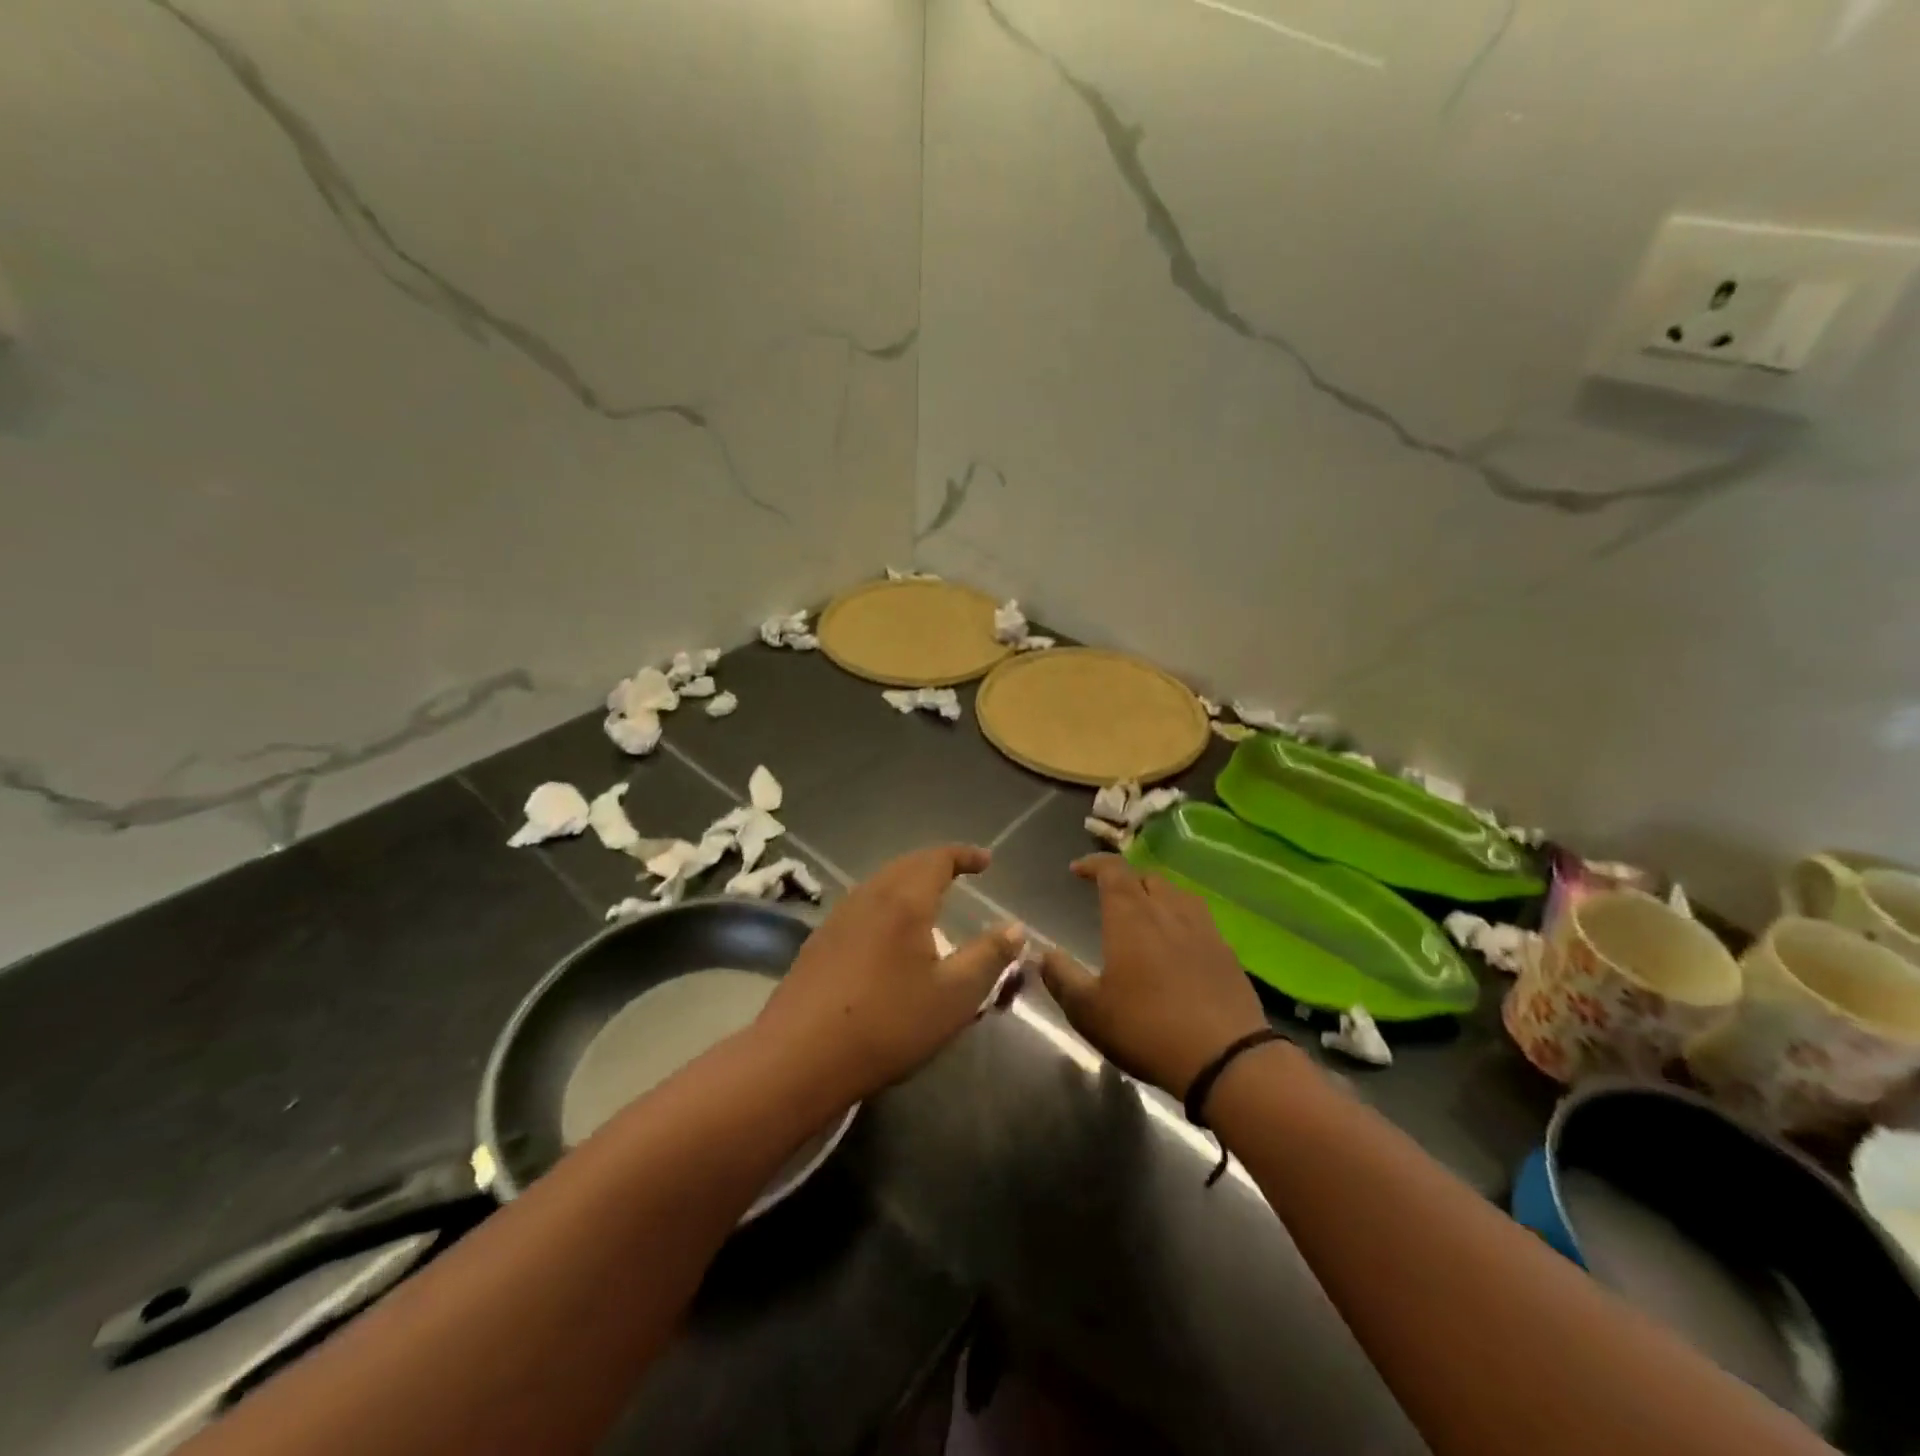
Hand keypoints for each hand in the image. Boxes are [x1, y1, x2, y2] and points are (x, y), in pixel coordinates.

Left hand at [755, 845, 1023, 1104]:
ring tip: (930, 901)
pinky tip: (890, 934)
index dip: (965, 855)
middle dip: (937, 864)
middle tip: (960, 873)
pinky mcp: (820, 941)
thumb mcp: (954, 995)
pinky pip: (863, 905)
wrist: (799, 1056)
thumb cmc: (888, 1023)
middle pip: (907, 864)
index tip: (986, 862)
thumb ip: (989, 956)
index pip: (938, 858)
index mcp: (905, 899)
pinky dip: (888, 903)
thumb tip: (1015, 927)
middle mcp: (869, 895)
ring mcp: (839, 917)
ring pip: (881, 883)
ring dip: (909, 882)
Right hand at [1040, 854, 1268, 1097]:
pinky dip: (1182, 921)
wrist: (1225, 1059)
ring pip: (1178, 895)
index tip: (1076, 870)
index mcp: (1131, 916)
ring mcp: (1203, 930)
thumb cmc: (1146, 1028)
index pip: (1112, 870)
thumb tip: (1043, 953)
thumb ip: (1062, 978)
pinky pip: (1200, 920)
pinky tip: (1178, 946)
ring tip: (1146, 915)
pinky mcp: (1227, 953)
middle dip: (1125, 880)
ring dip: (1157, 896)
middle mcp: (1168, 911)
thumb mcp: (1088, 1011)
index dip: (1093, 864)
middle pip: (1147, 877)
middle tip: (1110, 898)